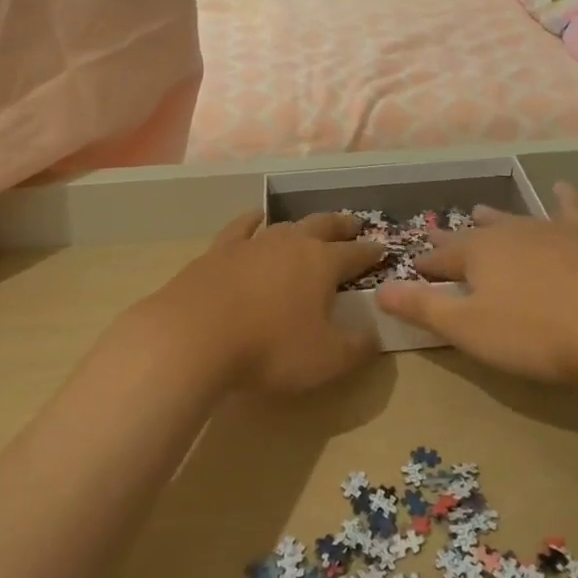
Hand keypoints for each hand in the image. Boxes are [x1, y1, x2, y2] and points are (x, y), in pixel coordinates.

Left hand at [142, 210, 386, 393]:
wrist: (194, 337)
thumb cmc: (269, 349)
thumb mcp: (326, 359)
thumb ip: (357, 348)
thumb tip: (375, 336)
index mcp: (322, 264)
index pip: (355, 254)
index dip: (371, 253)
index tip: (383, 249)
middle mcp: (291, 244)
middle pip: (323, 226)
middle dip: (341, 225)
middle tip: (354, 224)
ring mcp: (253, 243)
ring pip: (285, 224)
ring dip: (303, 223)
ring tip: (311, 224)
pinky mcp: (219, 251)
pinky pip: (242, 227)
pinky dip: (253, 219)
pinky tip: (256, 217)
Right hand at [375, 183, 577, 381]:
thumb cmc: (536, 333)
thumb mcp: (469, 329)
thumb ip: (424, 308)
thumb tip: (379, 290)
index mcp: (478, 254)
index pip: (441, 258)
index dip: (426, 265)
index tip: (414, 267)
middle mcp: (510, 233)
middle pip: (476, 234)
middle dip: (455, 239)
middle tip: (439, 235)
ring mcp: (551, 231)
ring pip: (514, 219)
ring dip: (496, 217)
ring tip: (481, 209)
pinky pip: (570, 211)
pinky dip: (563, 199)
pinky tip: (562, 188)